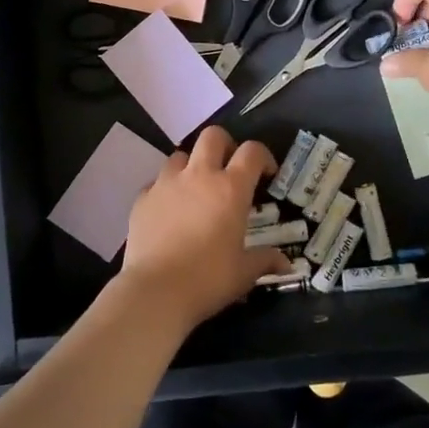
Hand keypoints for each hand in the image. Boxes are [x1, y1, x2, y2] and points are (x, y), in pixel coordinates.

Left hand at [120, 127, 283, 332]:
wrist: (156, 291)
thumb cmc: (208, 279)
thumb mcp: (244, 272)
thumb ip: (265, 260)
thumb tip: (286, 264)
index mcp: (231, 188)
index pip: (252, 152)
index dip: (263, 156)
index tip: (266, 174)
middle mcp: (199, 176)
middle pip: (213, 136)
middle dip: (225, 145)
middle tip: (229, 169)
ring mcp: (166, 184)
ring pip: (181, 155)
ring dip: (192, 166)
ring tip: (196, 189)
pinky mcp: (142, 198)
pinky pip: (157, 182)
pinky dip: (167, 190)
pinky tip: (170, 211)